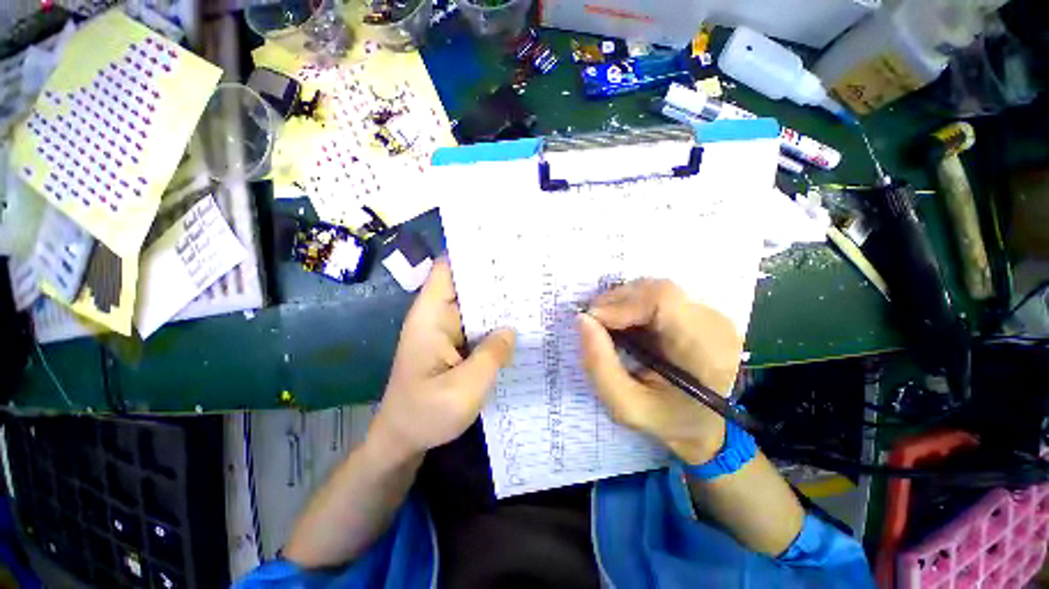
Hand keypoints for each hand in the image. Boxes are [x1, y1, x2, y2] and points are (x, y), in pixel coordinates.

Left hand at [370, 259, 515, 461]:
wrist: (403, 440)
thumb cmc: (425, 414)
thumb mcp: (463, 389)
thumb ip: (491, 356)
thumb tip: (511, 329)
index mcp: (431, 317)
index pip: (447, 269)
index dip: (471, 254)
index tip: (503, 247)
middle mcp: (438, 316)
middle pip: (466, 283)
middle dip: (495, 276)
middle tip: (531, 270)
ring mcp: (447, 330)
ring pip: (476, 304)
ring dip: (499, 300)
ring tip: (533, 292)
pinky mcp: (455, 344)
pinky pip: (479, 325)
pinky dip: (496, 322)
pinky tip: (521, 323)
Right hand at [578, 279, 743, 464]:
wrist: (711, 426)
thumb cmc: (669, 421)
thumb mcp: (627, 406)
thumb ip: (599, 365)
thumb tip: (582, 320)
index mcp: (704, 350)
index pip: (662, 301)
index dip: (621, 304)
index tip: (592, 321)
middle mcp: (714, 323)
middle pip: (657, 289)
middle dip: (616, 301)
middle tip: (594, 323)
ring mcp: (711, 314)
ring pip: (656, 289)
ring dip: (623, 301)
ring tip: (607, 324)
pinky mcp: (701, 311)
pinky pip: (660, 296)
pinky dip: (634, 305)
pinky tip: (625, 324)